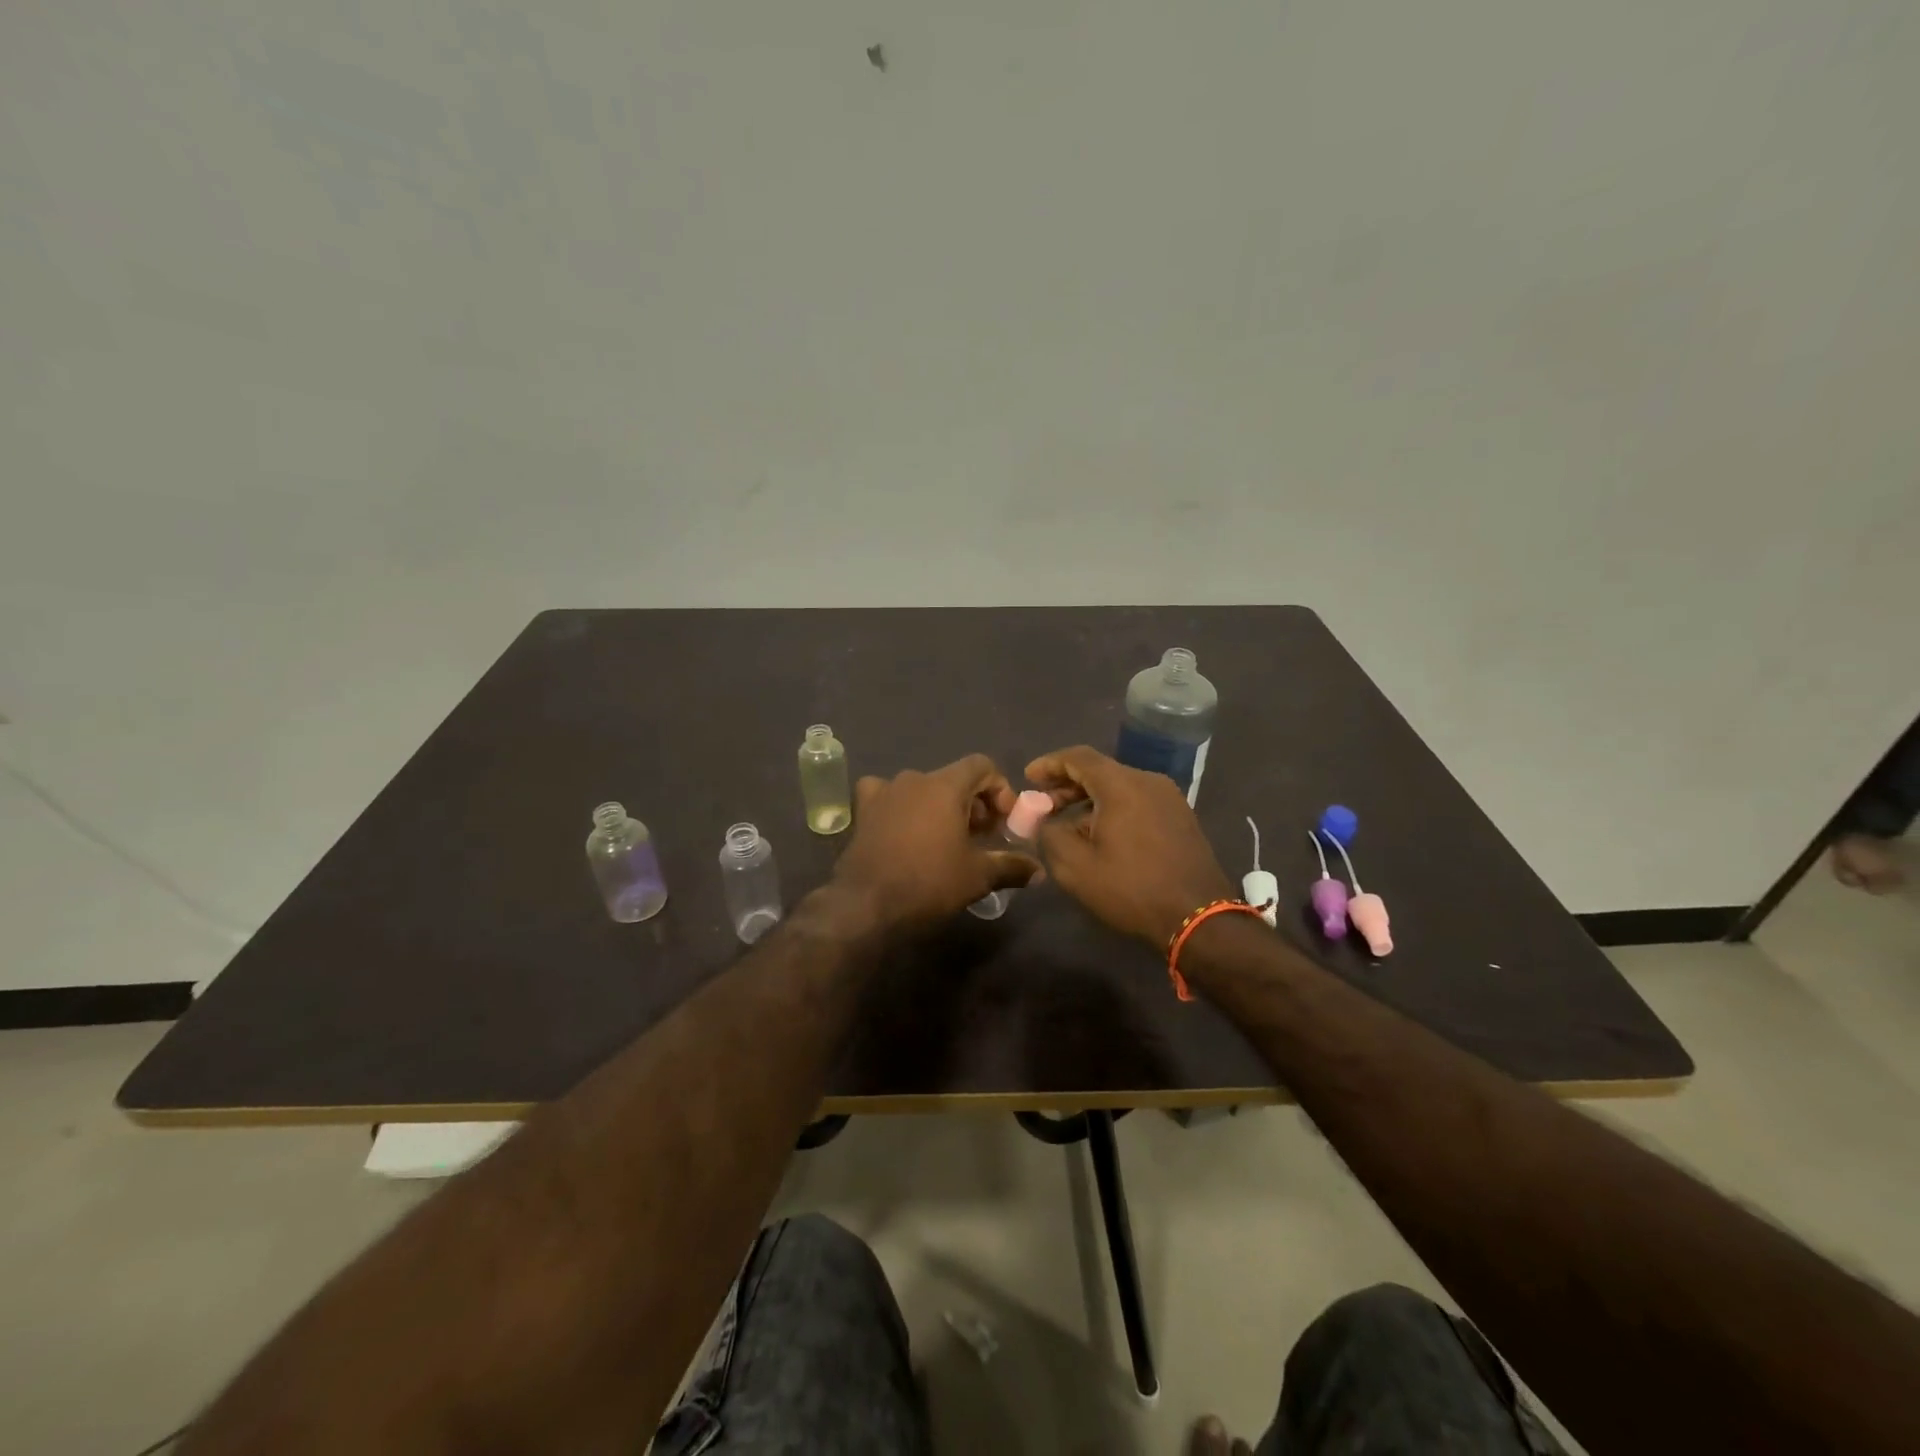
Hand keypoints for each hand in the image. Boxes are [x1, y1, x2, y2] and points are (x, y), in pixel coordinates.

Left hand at [831, 754, 1040, 931]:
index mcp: (945, 785)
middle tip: (982, 836)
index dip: (1000, 788)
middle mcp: (914, 779)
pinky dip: (902, 807)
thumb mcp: (978, 876)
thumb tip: (1038, 871)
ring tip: (947, 838)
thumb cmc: (928, 882)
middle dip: (974, 802)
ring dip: (940, 806)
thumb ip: (1011, 866)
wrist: (866, 904)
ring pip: (923, 788)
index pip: (982, 765)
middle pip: (954, 778)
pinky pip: (888, 797)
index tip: (1004, 820)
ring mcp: (884, 792)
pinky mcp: (863, 810)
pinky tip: (904, 829)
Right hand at [1026, 745, 1235, 947]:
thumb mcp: (1076, 867)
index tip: (1028, 778)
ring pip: (1120, 787)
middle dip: (1067, 784)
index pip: (1078, 757)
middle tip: (1043, 805)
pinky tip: (1101, 835)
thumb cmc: (1131, 889)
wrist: (1197, 917)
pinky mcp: (1180, 817)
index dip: (1049, 764)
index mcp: (1121, 785)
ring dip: (1089, 799)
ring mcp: (1169, 798)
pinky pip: (1138, 801)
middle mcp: (1148, 781)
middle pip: (1100, 770)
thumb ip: (1050, 835)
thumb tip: (1044, 821)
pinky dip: (1113, 808)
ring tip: (1067, 825)